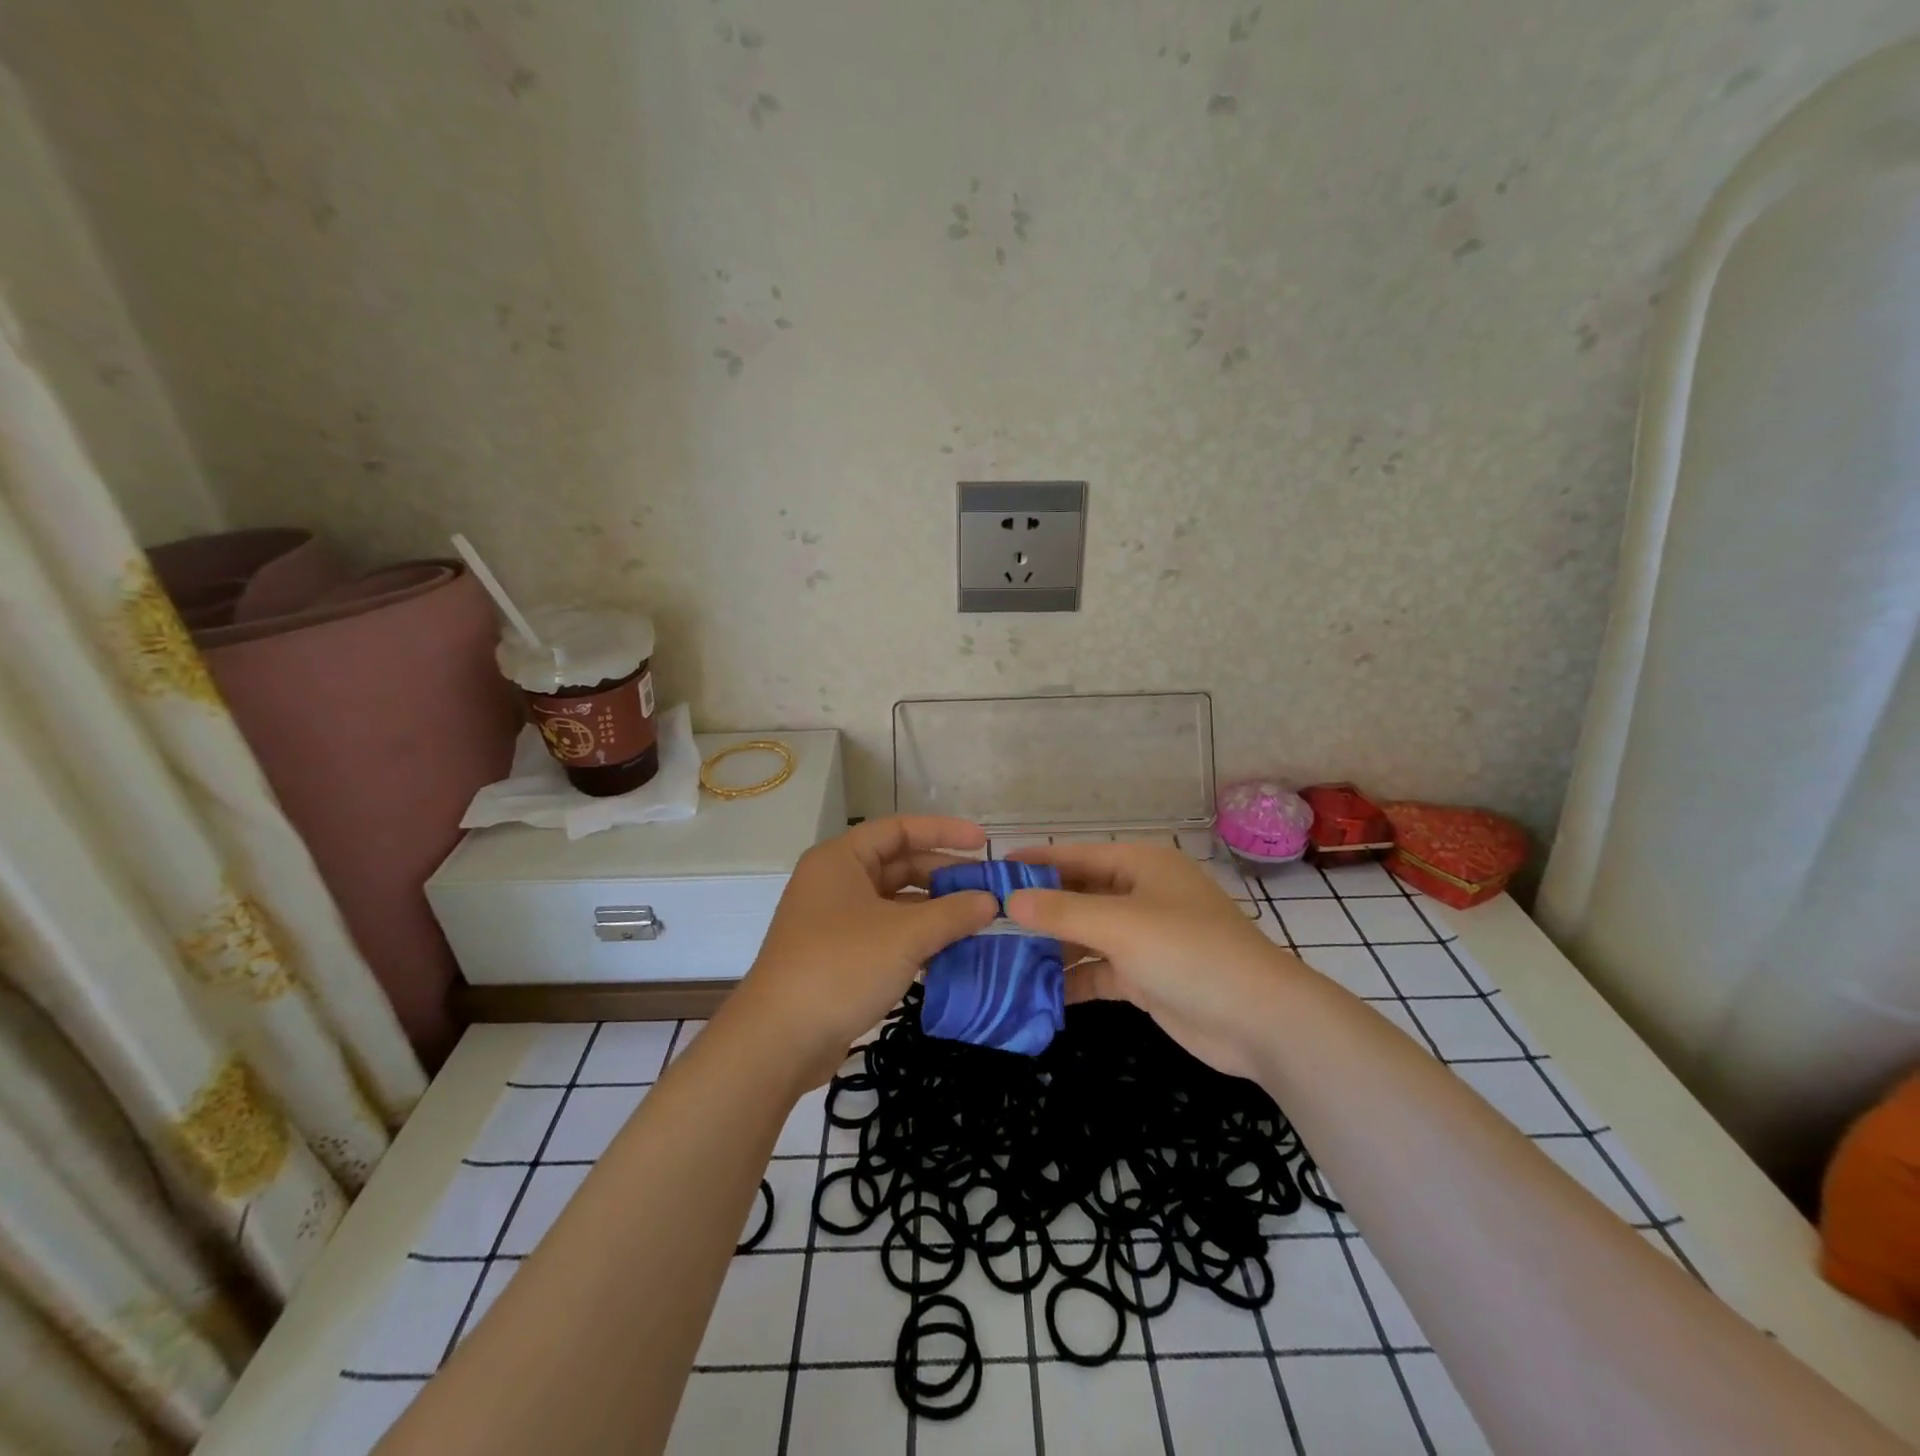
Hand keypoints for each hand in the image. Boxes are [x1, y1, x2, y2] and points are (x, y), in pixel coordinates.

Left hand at [728, 816, 997, 1085]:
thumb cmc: (841, 967)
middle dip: (944, 876)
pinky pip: (888, 934)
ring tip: (978, 922)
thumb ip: (953, 913)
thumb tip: (991, 901)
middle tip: (987, 890)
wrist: (780, 1040)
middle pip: (899, 866)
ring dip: (935, 911)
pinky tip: (951, 953)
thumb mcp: (905, 935)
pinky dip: (918, 939)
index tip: (984, 843)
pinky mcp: (839, 957)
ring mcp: (835, 921)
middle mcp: (836, 882)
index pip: (899, 829)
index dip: (943, 832)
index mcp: (841, 859)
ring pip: (895, 904)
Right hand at [1005, 842, 1309, 1080]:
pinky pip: (1097, 971)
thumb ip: (1062, 912)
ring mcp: (1143, 938)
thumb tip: (1007, 900)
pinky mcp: (1145, 977)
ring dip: (1049, 947)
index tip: (988, 871)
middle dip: (1036, 909)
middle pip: (1077, 895)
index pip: (1074, 856)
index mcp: (1140, 865)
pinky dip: (1071, 980)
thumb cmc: (1190, 953)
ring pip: (1084, 936)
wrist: (1261, 1021)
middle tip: (983, 921)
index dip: (1033, 862)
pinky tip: (1034, 992)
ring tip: (997, 958)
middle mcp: (1139, 894)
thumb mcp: (1121, 926)